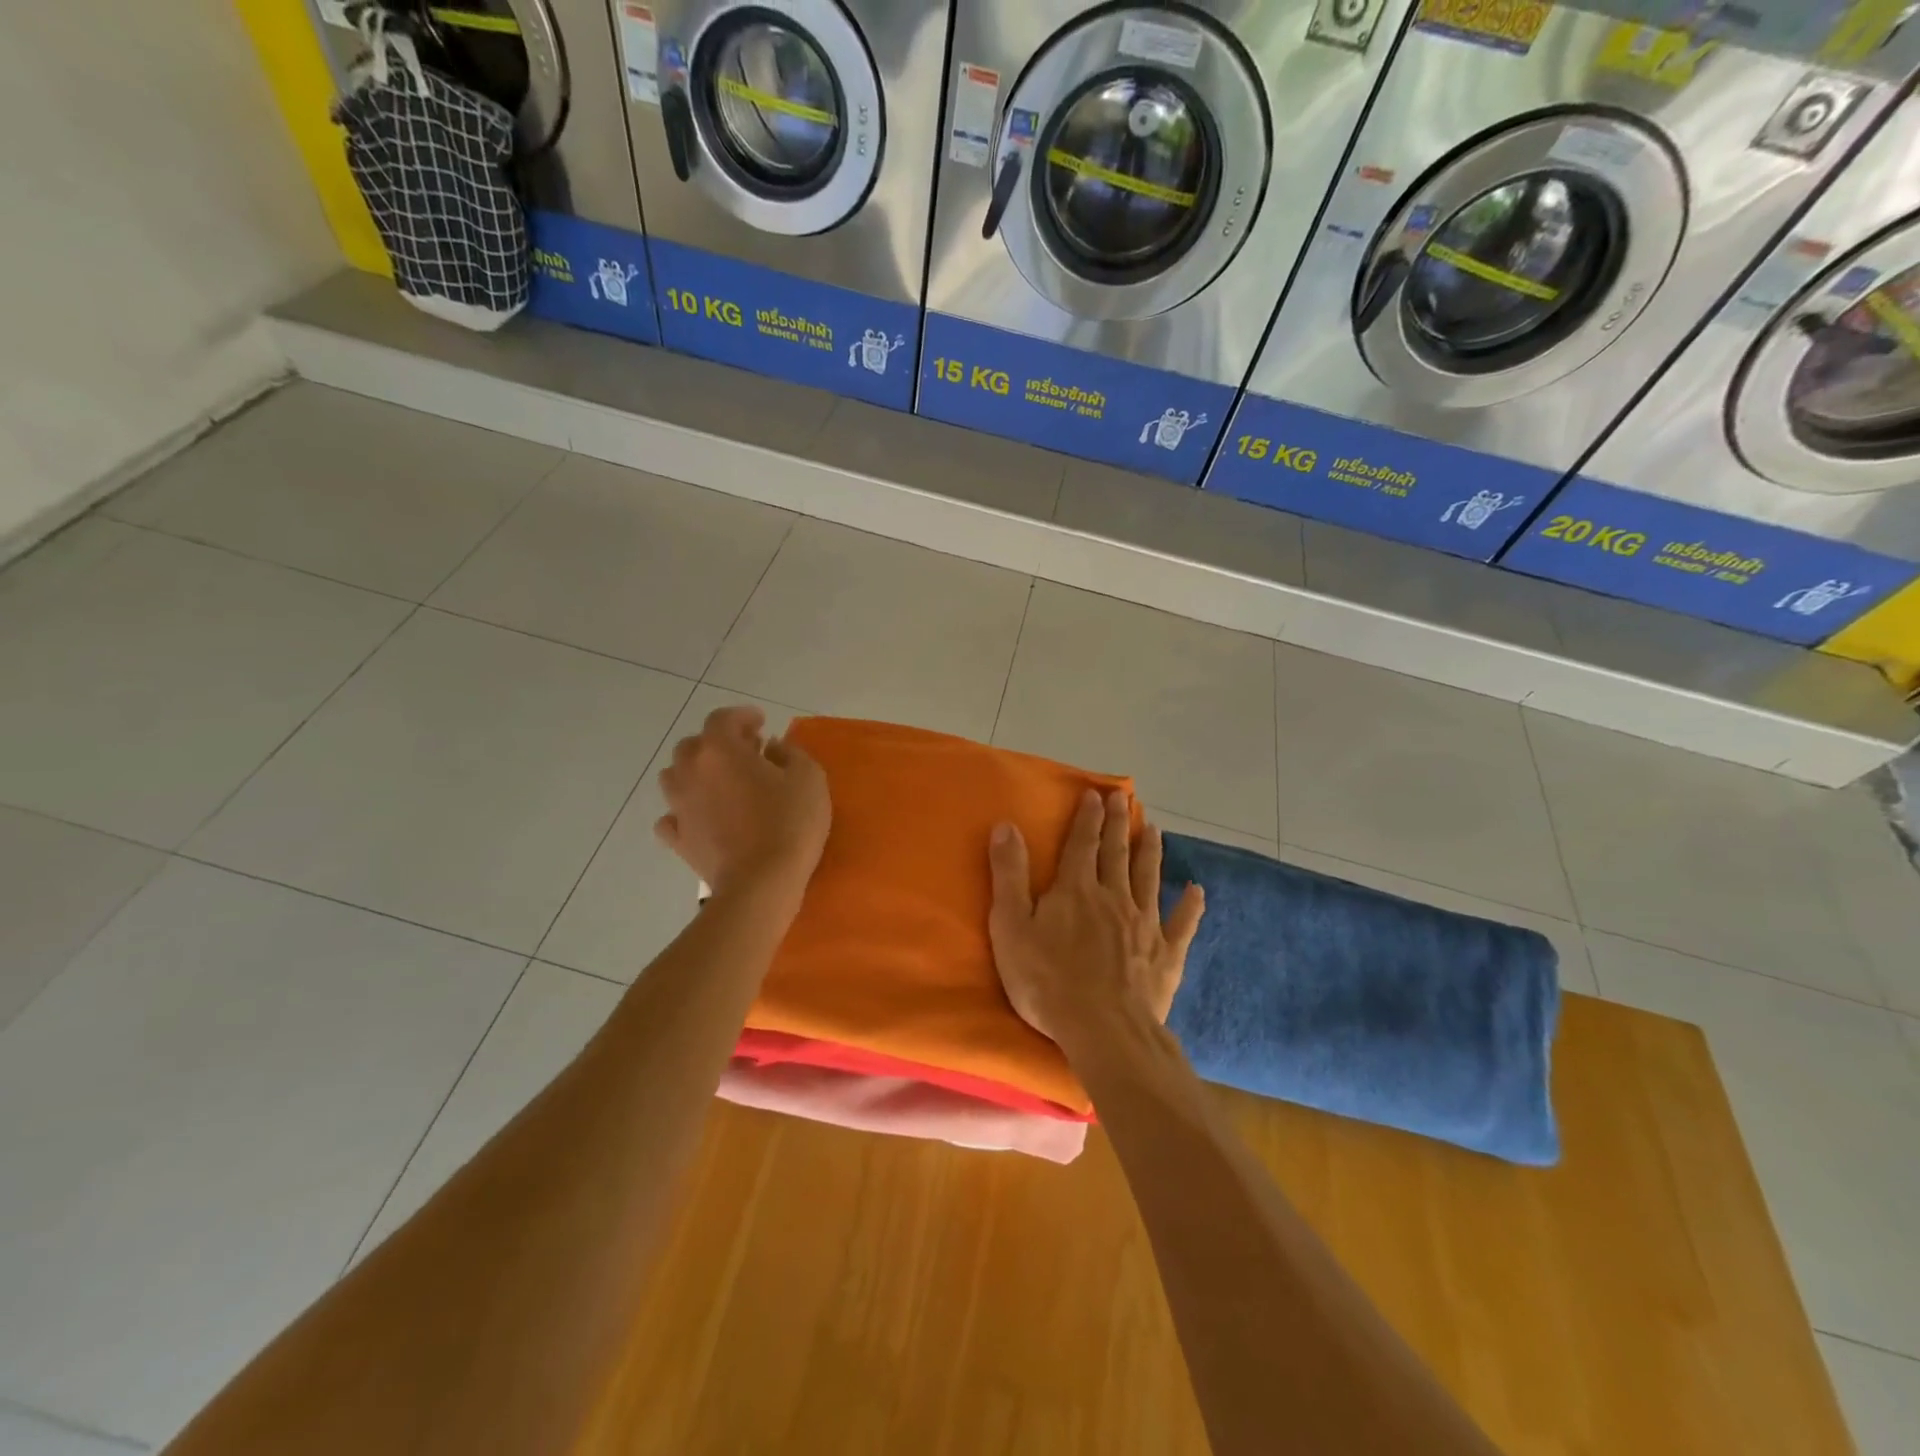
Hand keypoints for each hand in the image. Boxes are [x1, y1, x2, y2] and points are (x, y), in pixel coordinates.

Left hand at [654, 706, 830, 903]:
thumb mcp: (809, 777)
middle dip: (718, 743)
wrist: (761, 882)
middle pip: (693, 745)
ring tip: (721, 782)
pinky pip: (671, 816)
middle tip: (746, 752)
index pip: (723, 719)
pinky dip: (683, 811)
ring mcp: (679, 806)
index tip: (761, 722)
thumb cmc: (789, 823)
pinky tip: (700, 816)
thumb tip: (772, 748)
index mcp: (720, 750)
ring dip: (696, 772)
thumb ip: (791, 753)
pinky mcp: (678, 839)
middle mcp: (691, 771)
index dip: (742, 716)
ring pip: (675, 776)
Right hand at [987, 788, 1204, 1048]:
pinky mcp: (1166, 955)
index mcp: (1076, 890)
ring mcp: (1144, 924)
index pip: (1081, 844)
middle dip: (1118, 823)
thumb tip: (1006, 825)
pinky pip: (1182, 924)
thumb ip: (1009, 875)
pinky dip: (1190, 906)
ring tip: (1155, 830)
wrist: (1103, 1030)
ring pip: (1149, 878)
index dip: (1087, 817)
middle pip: (1117, 853)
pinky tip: (1197, 891)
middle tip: (1124, 799)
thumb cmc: (1047, 980)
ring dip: (1151, 852)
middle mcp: (1114, 897)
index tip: (1096, 794)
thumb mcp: (1011, 927)